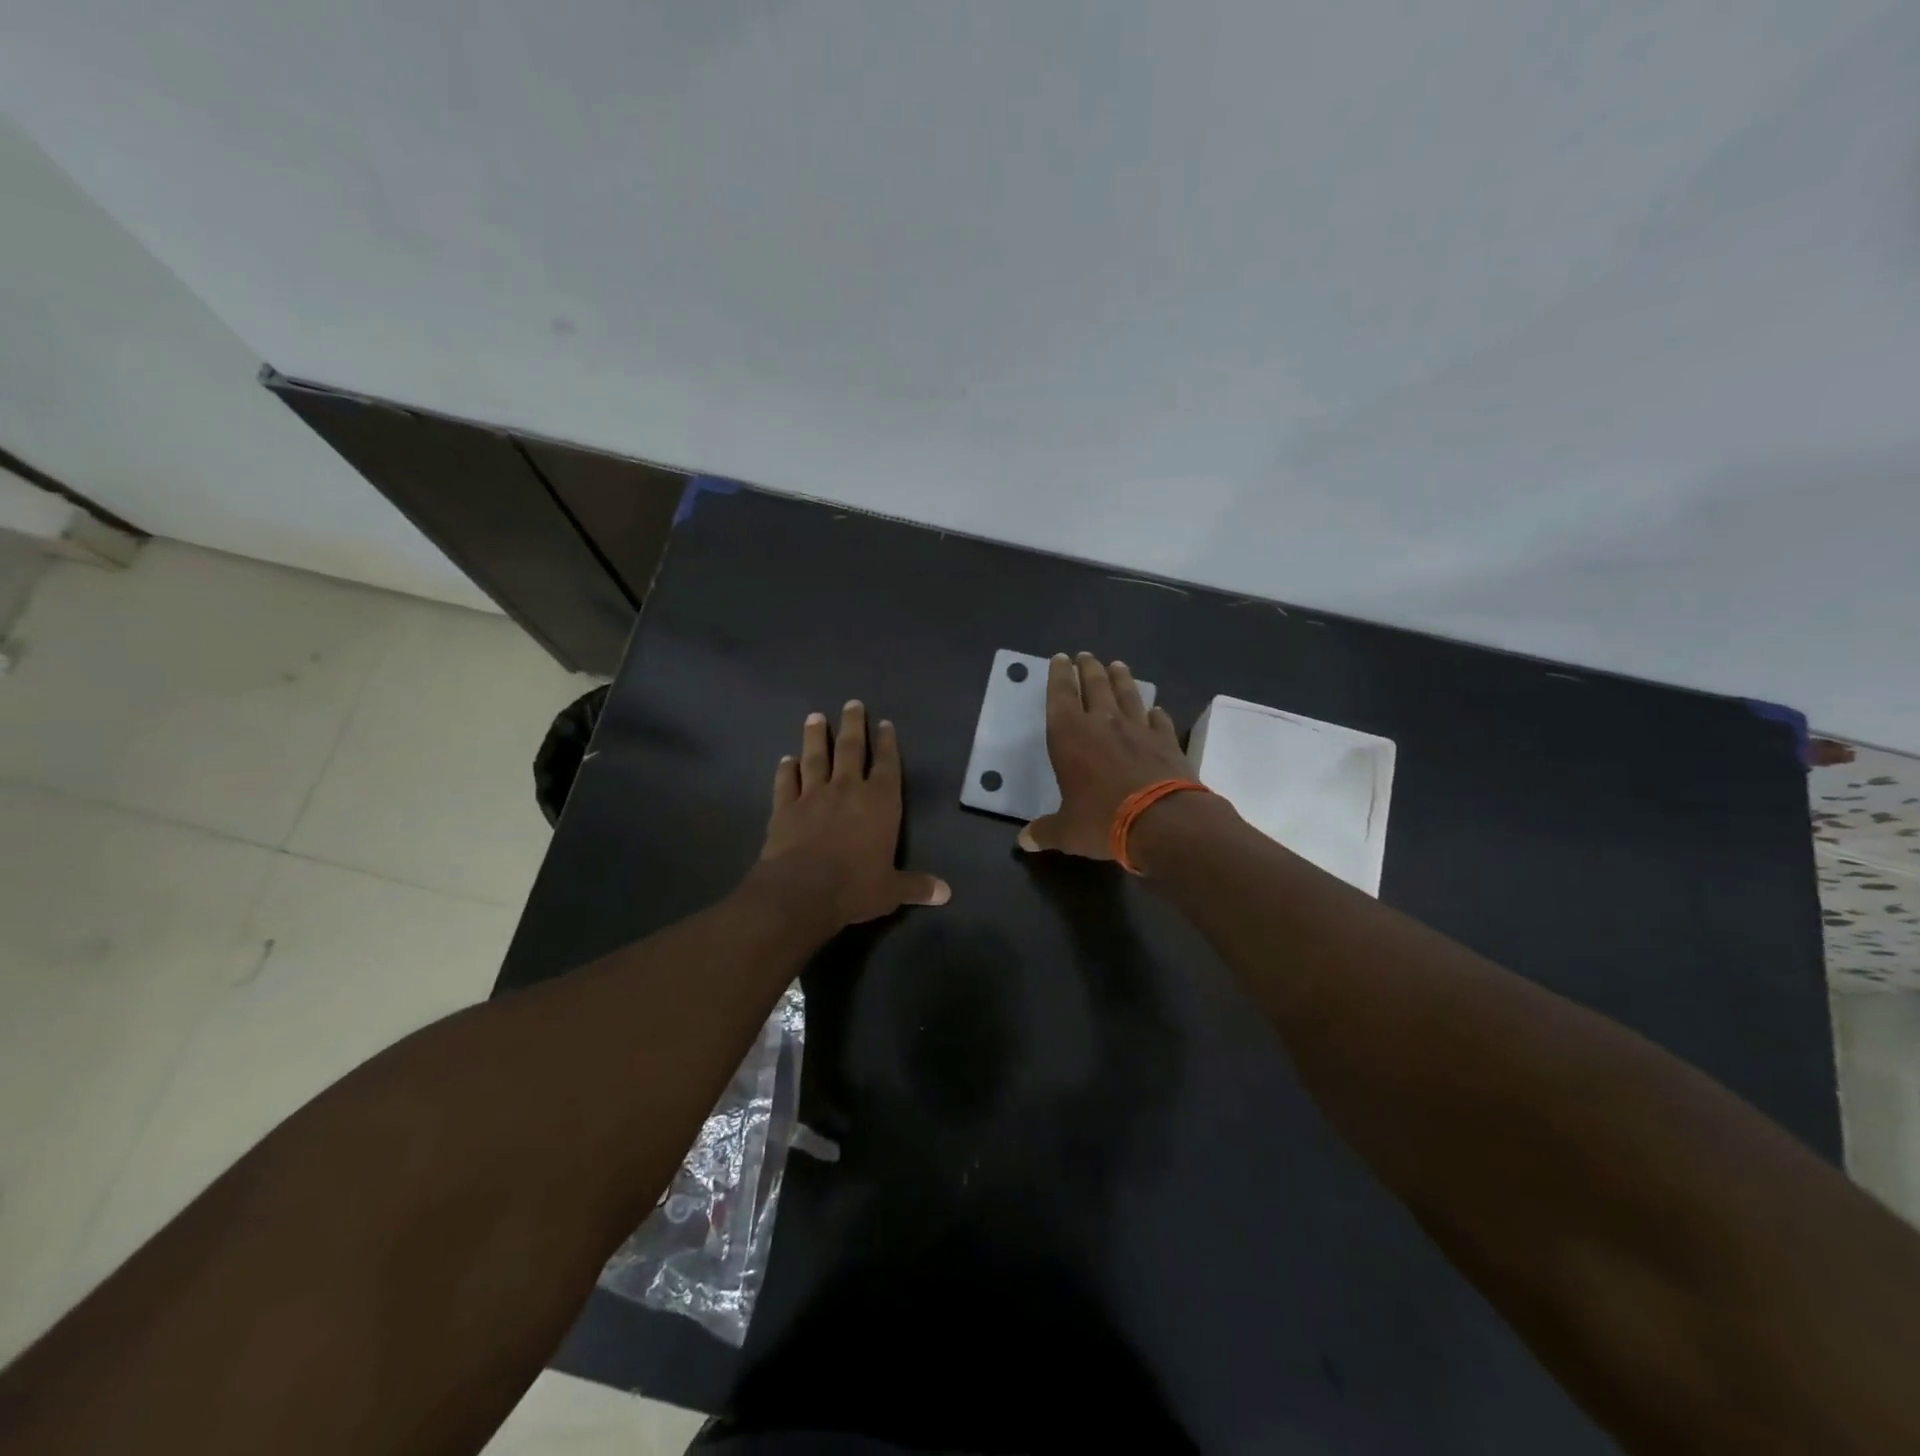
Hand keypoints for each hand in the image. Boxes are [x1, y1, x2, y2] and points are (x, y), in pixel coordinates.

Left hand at [756, 701, 950, 928]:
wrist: (801, 891)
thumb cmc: (855, 887)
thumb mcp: (892, 890)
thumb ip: (917, 886)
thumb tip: (946, 893)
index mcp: (880, 803)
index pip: (887, 765)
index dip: (887, 743)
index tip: (884, 724)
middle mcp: (848, 789)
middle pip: (852, 749)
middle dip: (853, 725)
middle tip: (852, 704)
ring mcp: (813, 795)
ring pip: (816, 757)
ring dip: (816, 736)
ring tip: (816, 717)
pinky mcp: (785, 808)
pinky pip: (786, 782)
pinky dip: (786, 770)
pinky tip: (786, 759)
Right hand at [1017, 653, 1193, 859]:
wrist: (1163, 821)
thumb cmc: (1102, 821)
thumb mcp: (1067, 831)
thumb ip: (1045, 832)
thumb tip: (1024, 842)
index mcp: (1070, 736)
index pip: (1060, 696)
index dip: (1058, 676)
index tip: (1060, 659)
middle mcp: (1103, 723)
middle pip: (1095, 686)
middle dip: (1088, 669)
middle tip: (1085, 656)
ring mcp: (1138, 729)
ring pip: (1127, 694)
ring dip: (1120, 678)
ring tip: (1117, 665)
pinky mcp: (1167, 741)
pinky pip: (1159, 720)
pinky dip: (1155, 713)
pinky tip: (1156, 709)